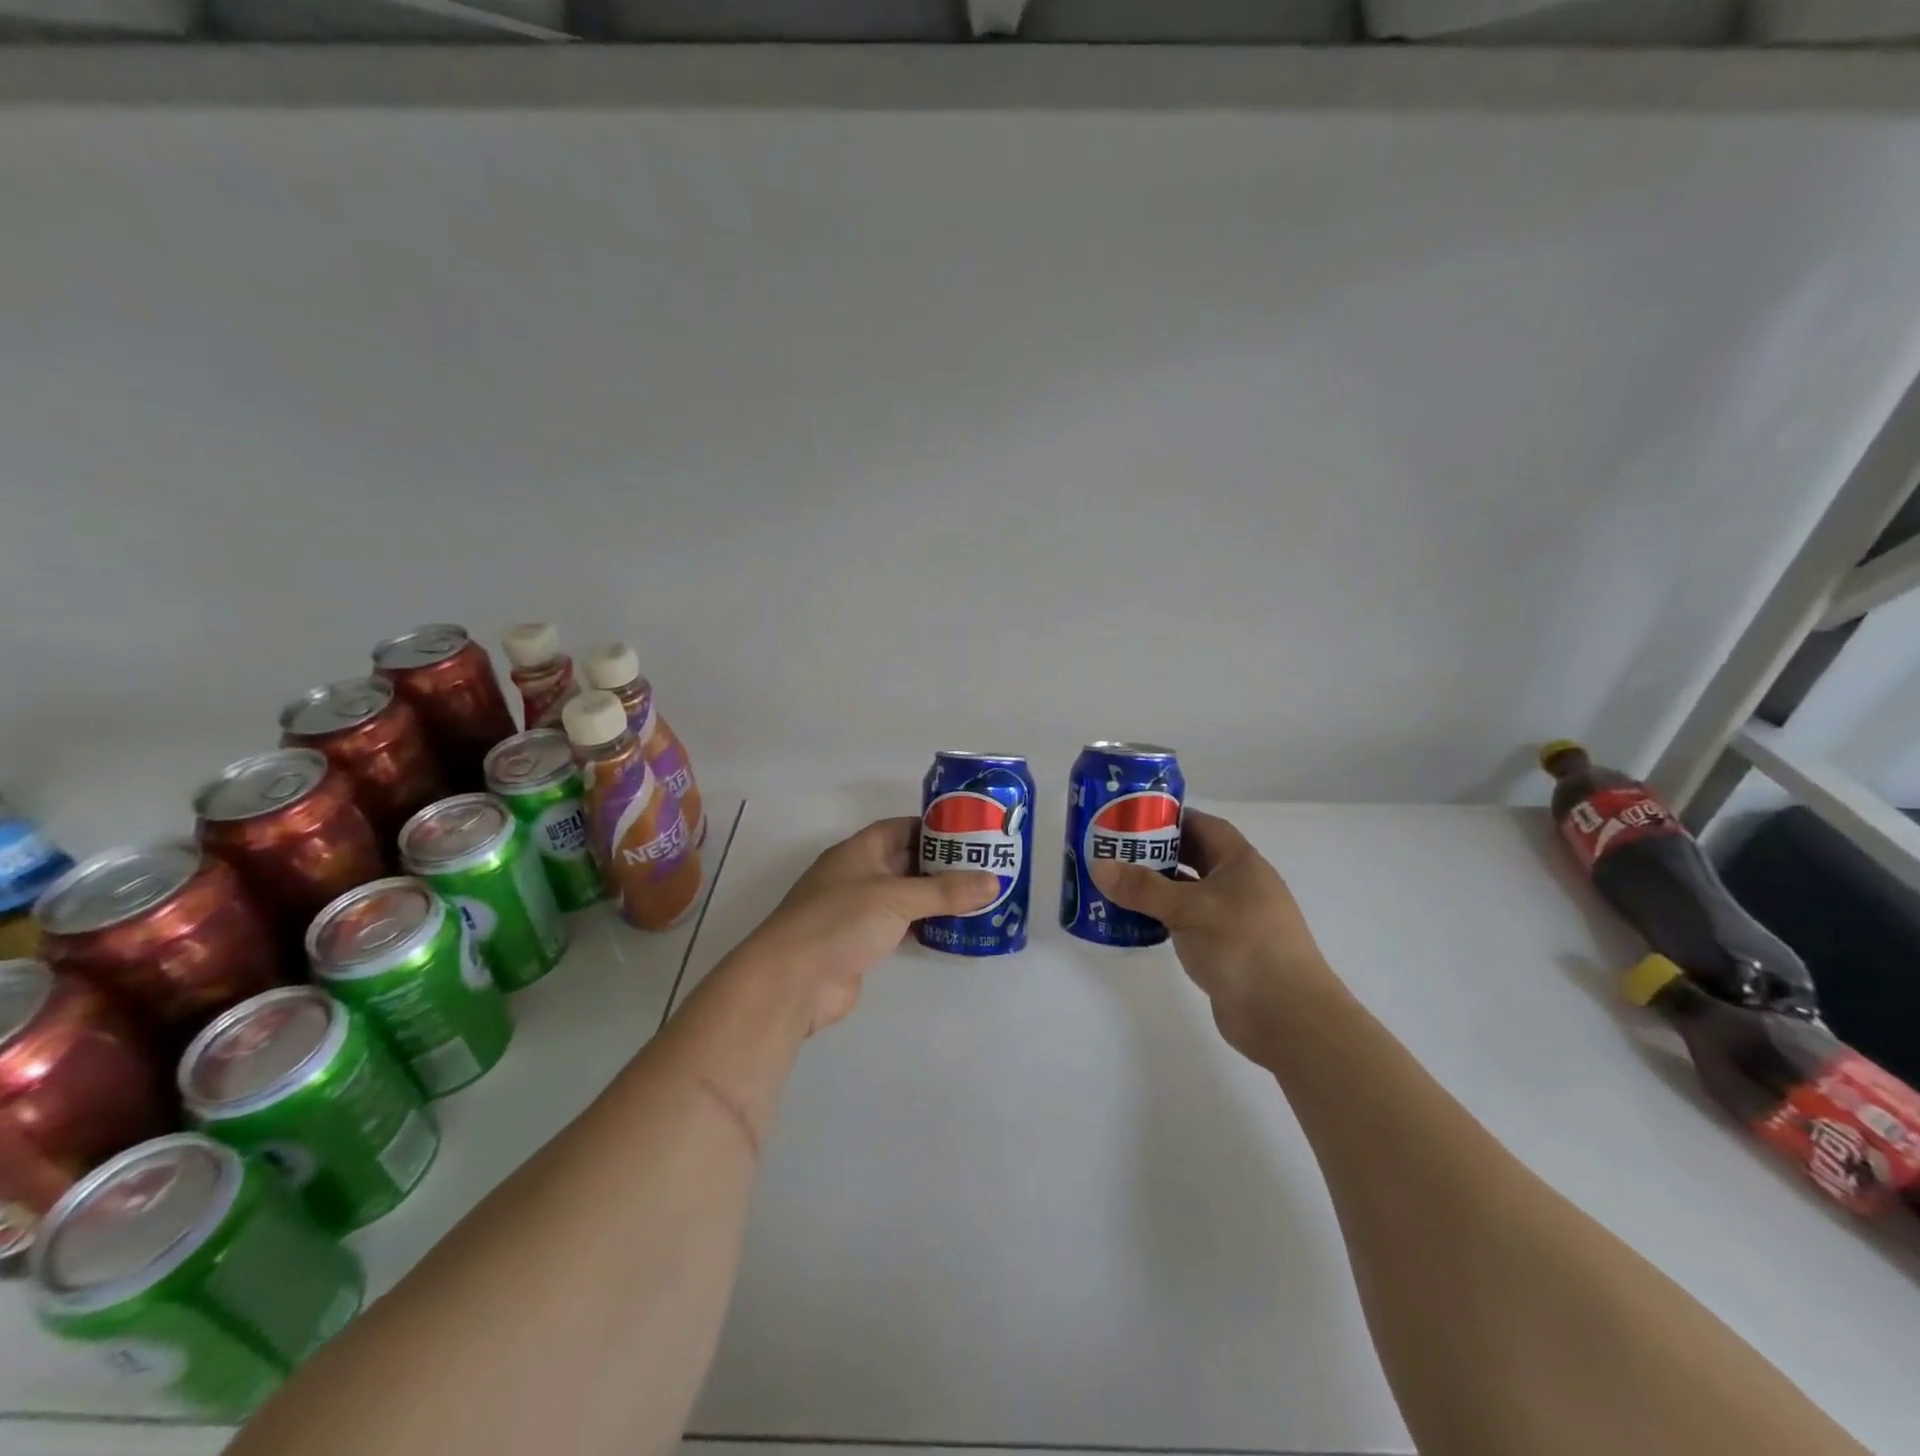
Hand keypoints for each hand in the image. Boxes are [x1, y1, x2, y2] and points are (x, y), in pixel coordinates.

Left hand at [747, 816, 998, 1034]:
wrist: (792, 981)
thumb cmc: (839, 921)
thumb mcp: (895, 898)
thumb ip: (944, 891)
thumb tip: (993, 881)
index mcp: (859, 851)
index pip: (901, 828)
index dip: (934, 828)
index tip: (971, 833)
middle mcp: (859, 875)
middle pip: (907, 862)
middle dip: (943, 864)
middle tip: (985, 867)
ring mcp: (859, 911)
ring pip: (906, 896)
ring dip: (937, 897)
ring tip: (980, 897)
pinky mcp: (863, 943)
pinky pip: (902, 927)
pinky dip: (926, 926)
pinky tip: (955, 930)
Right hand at [1092, 809, 1339, 1062]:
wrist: (1287, 1017)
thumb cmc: (1242, 946)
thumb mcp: (1187, 909)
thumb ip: (1142, 888)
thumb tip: (1099, 865)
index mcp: (1241, 863)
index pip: (1203, 826)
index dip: (1170, 818)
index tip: (1132, 818)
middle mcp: (1241, 886)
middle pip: (1195, 858)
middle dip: (1157, 853)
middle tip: (1115, 851)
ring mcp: (1236, 920)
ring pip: (1190, 893)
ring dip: (1158, 889)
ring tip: (1117, 884)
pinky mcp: (1227, 950)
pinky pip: (1190, 923)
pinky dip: (1165, 919)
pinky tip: (1137, 922)